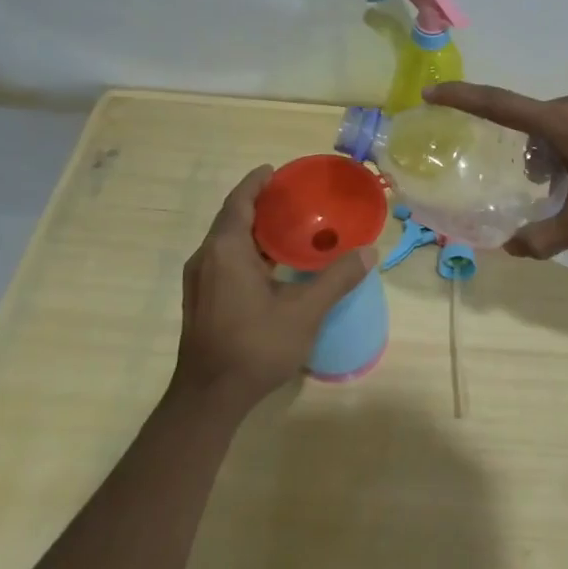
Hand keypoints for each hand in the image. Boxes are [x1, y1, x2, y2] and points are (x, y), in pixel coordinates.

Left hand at [173, 166, 376, 413]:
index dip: (257, 183)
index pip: (239, 201)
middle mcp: (206, 258)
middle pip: (232, 218)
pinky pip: (224, 260)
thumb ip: (336, 279)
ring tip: (288, 227)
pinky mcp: (201, 300)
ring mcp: (199, 281)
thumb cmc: (255, 346)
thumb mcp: (304, 311)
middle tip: (293, 198)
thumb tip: (368, 253)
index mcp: (226, 250)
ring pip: (227, 242)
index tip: (276, 171)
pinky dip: (247, 251)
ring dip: (253, 230)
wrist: (209, 397)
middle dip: (259, 204)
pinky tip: (272, 265)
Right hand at [426, 83, 567, 257]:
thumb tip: (511, 250)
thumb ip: (546, 236)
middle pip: (536, 125)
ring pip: (565, 125)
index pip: (499, 106)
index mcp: (562, 125)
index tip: (432, 92)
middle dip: (533, 157)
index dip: (462, 98)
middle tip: (551, 193)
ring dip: (560, 154)